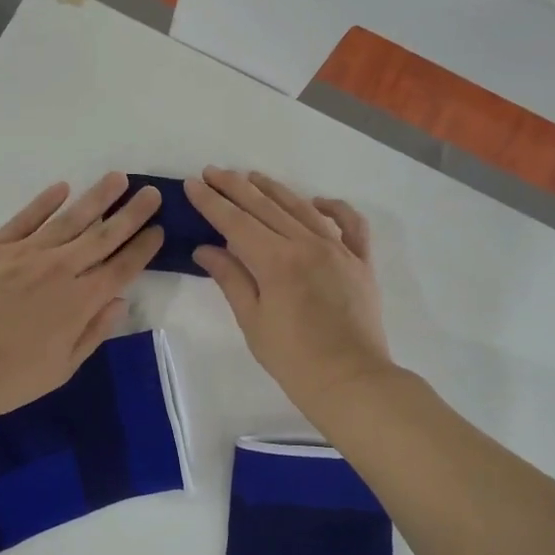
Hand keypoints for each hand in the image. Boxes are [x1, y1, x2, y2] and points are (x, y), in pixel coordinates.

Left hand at [0, 172, 162, 427]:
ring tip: (117, 179)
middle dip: (131, 213)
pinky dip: (45, 202)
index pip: (122, 268)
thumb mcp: (60, 369)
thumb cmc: (5, 379)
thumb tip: (119, 301)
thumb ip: (93, 332)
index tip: (159, 229)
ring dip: (97, 197)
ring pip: (70, 219)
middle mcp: (59, 269)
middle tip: (151, 193)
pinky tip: (62, 188)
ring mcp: (25, 253)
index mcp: (80, 302)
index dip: (143, 247)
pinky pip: (25, 218)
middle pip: (103, 235)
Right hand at [184, 168, 392, 416]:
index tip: (193, 183)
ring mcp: (338, 249)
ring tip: (252, 177)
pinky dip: (335, 208)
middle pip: (266, 207)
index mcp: (276, 260)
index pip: (236, 222)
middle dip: (236, 187)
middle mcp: (307, 244)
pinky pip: (351, 225)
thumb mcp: (253, 321)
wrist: (351, 381)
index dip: (212, 202)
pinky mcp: (361, 262)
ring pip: (302, 208)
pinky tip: (317, 201)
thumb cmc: (293, 359)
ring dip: (274, 190)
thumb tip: (205, 249)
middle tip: (213, 172)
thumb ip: (231, 278)